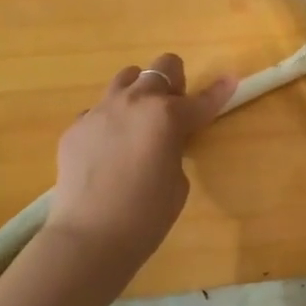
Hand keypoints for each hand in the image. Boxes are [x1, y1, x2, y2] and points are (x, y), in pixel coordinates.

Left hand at [44, 54, 236, 296]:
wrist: (89, 237)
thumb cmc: (146, 215)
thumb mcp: (177, 180)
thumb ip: (174, 148)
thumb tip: (162, 141)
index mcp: (167, 116)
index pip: (202, 100)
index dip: (219, 92)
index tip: (230, 80)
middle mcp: (134, 103)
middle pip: (161, 68)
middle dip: (173, 84)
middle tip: (172, 112)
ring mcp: (99, 111)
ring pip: (125, 79)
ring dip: (139, 93)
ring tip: (138, 123)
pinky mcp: (75, 127)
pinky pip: (98, 111)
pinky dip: (110, 122)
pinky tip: (108, 150)